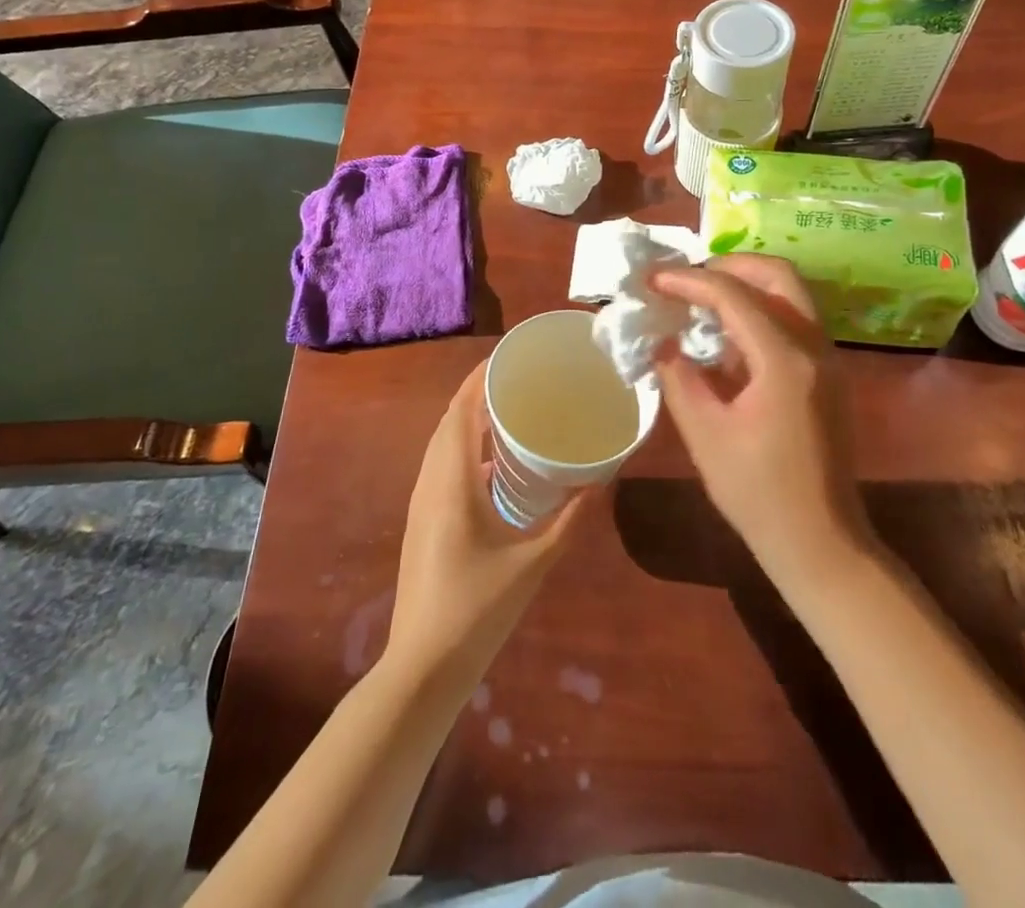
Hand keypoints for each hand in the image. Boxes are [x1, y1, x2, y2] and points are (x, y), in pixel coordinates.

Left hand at [386, 360, 594, 685]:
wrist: (422, 667)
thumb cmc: (478, 610)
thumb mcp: (534, 563)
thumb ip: (571, 519)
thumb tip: (603, 478)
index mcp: (453, 480)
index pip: (462, 409)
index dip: (482, 377)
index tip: (513, 356)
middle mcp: (431, 480)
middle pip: (451, 419)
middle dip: (480, 392)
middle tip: (521, 379)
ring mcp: (422, 500)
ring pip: (443, 442)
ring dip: (471, 419)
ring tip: (512, 409)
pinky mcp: (423, 519)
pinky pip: (442, 464)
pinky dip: (465, 447)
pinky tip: (496, 462)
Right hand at [650, 255, 867, 581]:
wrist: (822, 542)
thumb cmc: (758, 494)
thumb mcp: (705, 434)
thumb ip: (678, 377)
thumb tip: (662, 341)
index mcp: (784, 360)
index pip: (733, 295)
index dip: (688, 280)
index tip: (652, 279)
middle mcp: (815, 346)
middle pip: (777, 274)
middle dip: (728, 264)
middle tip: (686, 278)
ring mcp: (828, 358)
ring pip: (790, 293)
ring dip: (746, 284)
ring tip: (700, 299)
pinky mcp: (828, 374)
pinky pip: (794, 318)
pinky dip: (760, 309)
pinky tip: (726, 335)